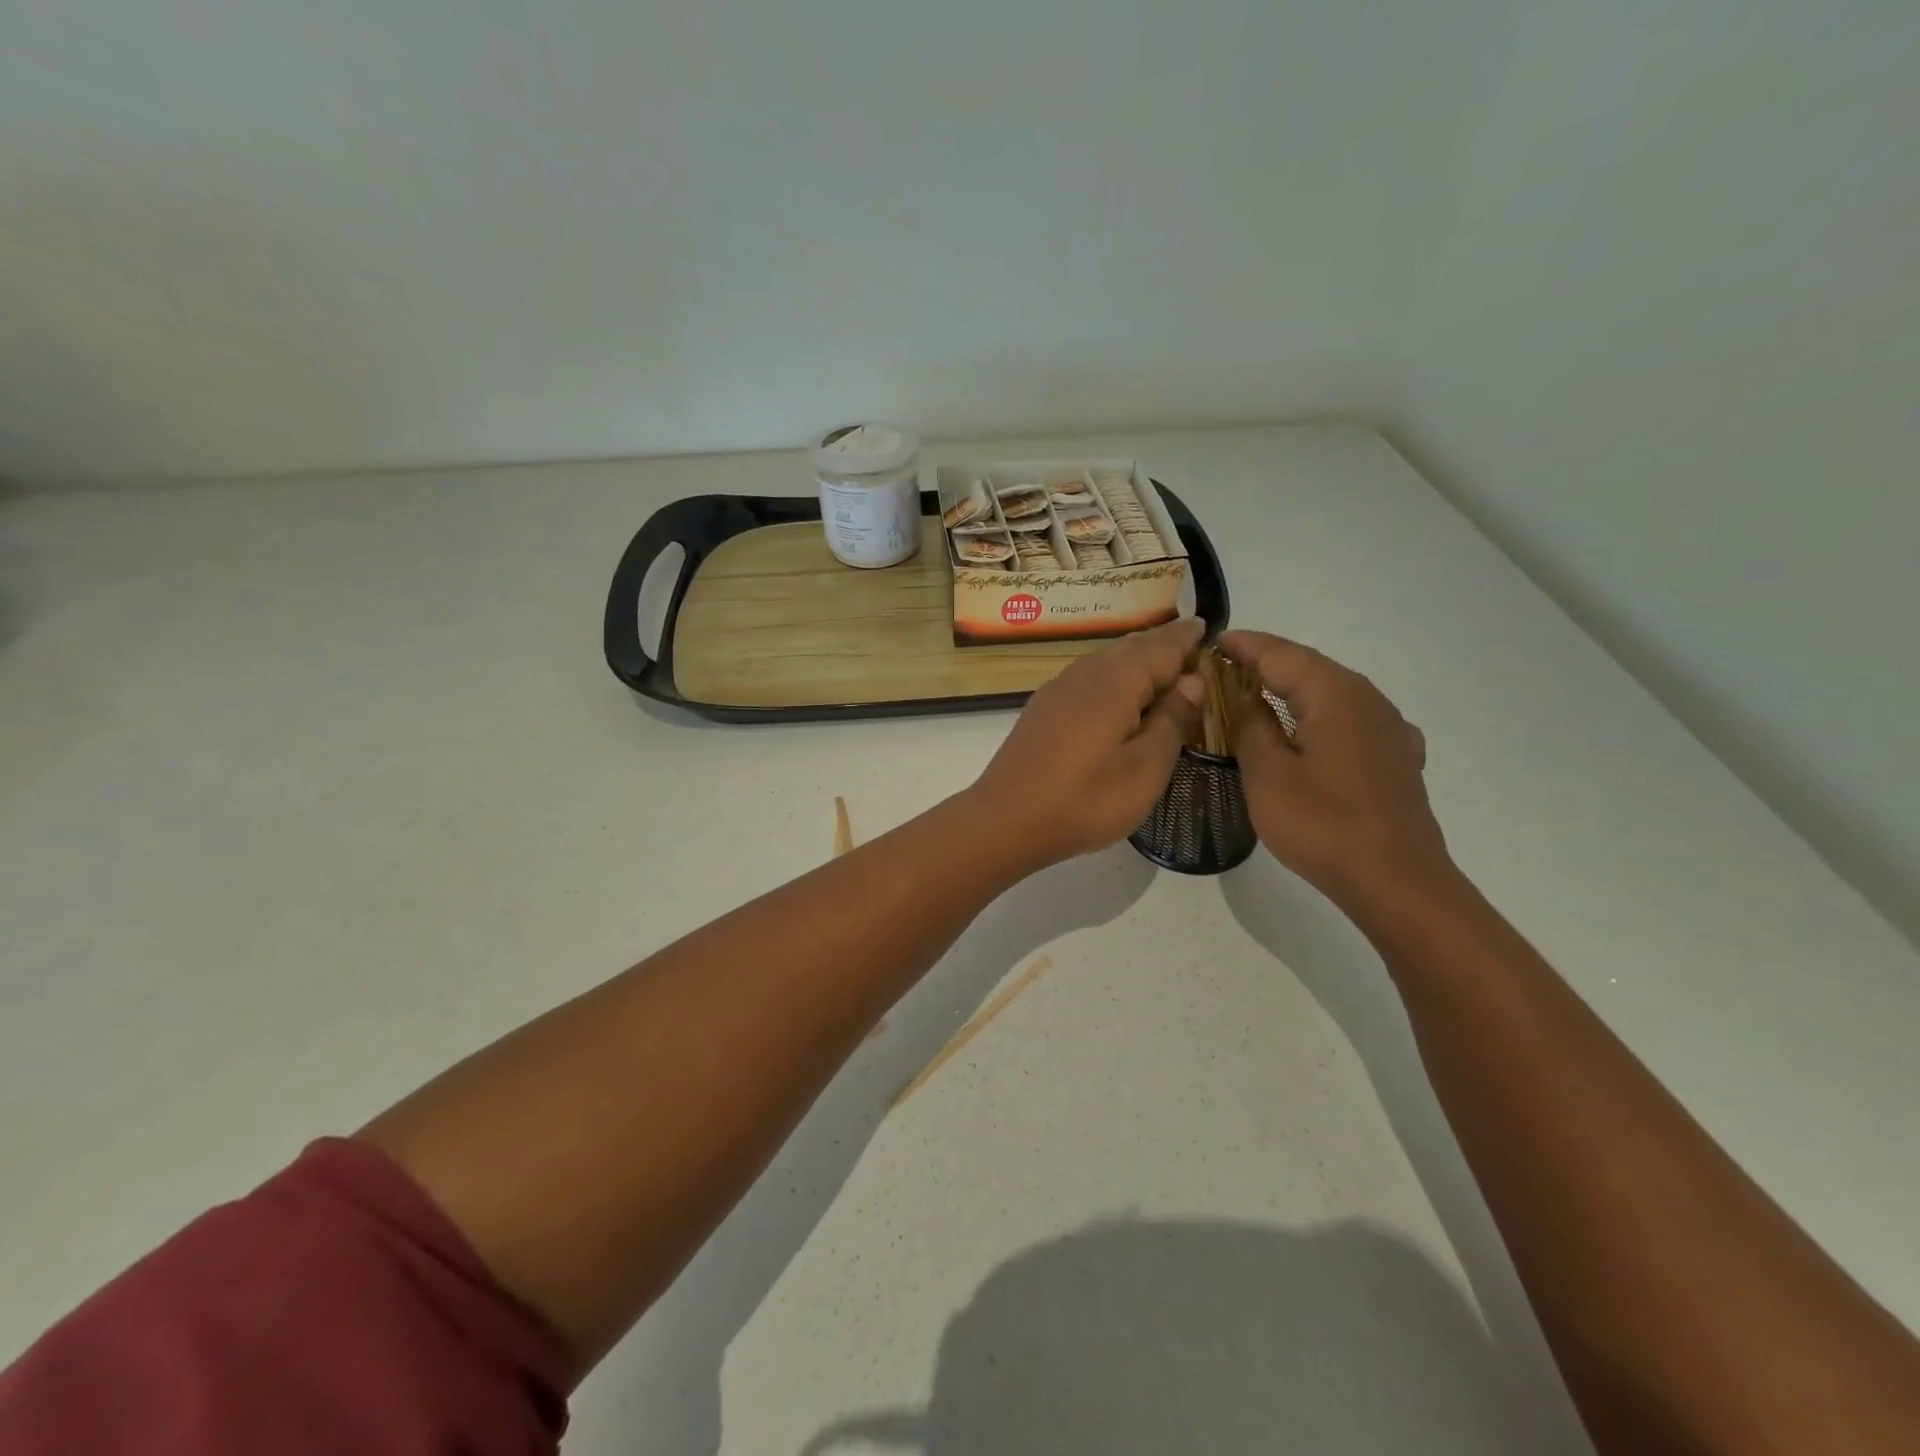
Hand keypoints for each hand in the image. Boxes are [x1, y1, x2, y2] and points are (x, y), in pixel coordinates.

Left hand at [970, 618, 1204, 870]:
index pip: (1162, 646)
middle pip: (1132, 647)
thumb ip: (1172, 720)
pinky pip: (1088, 677)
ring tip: (1161, 669)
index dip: (1186, 638)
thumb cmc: (1085, 800)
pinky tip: (1118, 697)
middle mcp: (1086, 672)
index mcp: (1117, 681)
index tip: (1206, 626)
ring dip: (1136, 659)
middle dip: (1163, 644)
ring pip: (1107, 660)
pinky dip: (1113, 677)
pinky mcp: (1043, 708)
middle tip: (1191, 647)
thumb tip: (1192, 680)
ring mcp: (1059, 689)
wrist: (1006, 820)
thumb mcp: (1145, 768)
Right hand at [1219, 630, 1451, 911]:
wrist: (1396, 881)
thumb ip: (1249, 726)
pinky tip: (1314, 729)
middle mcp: (1367, 699)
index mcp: (1335, 694)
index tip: (1212, 640)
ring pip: (1331, 692)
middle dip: (1266, 662)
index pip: (1280, 654)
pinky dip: (1320, 714)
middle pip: (1309, 667)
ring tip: (1257, 691)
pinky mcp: (1396, 757)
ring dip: (1292, 687)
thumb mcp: (1267, 774)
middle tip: (1225, 665)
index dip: (1244, 646)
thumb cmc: (1322, 824)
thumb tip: (1239, 694)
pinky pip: (1349, 719)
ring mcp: (1388, 728)